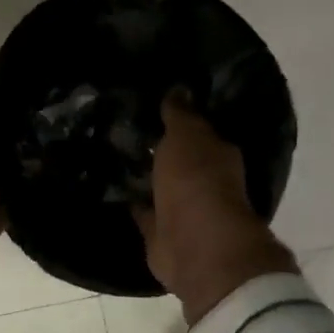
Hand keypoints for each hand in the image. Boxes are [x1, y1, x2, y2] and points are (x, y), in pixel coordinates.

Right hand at [135, 93, 295, 325]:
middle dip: (162, 150)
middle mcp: (206, 182)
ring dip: (148, 177)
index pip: (199, 132)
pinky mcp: (162, 234)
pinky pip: (145, 213)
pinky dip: (135, 204)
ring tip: (117, 156)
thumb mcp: (186, 135)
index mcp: (218, 155)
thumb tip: (178, 88)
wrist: (195, 244)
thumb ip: (180, 114)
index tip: (154, 107)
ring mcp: (184, 211)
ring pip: (162, 187)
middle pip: (181, 160)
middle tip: (129, 129)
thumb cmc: (196, 180)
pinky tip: (115, 190)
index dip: (179, 120)